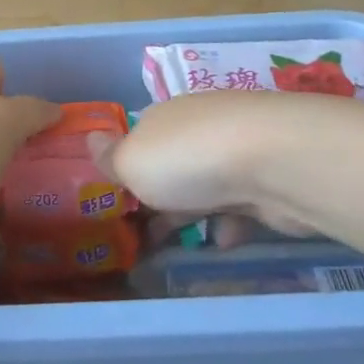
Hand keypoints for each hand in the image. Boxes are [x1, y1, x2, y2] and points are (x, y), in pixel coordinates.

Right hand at [96, 90, 338, 235]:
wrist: (274, 163)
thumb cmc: (187, 159)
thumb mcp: (131, 162)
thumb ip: (110, 157)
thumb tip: (89, 138)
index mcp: (162, 117)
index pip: (140, 139)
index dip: (129, 170)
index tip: (121, 203)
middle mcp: (199, 126)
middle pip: (173, 163)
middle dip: (161, 196)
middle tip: (146, 234)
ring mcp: (238, 150)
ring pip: (208, 184)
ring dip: (196, 212)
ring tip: (183, 245)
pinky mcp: (270, 177)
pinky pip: (241, 203)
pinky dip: (231, 223)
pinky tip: (224, 241)